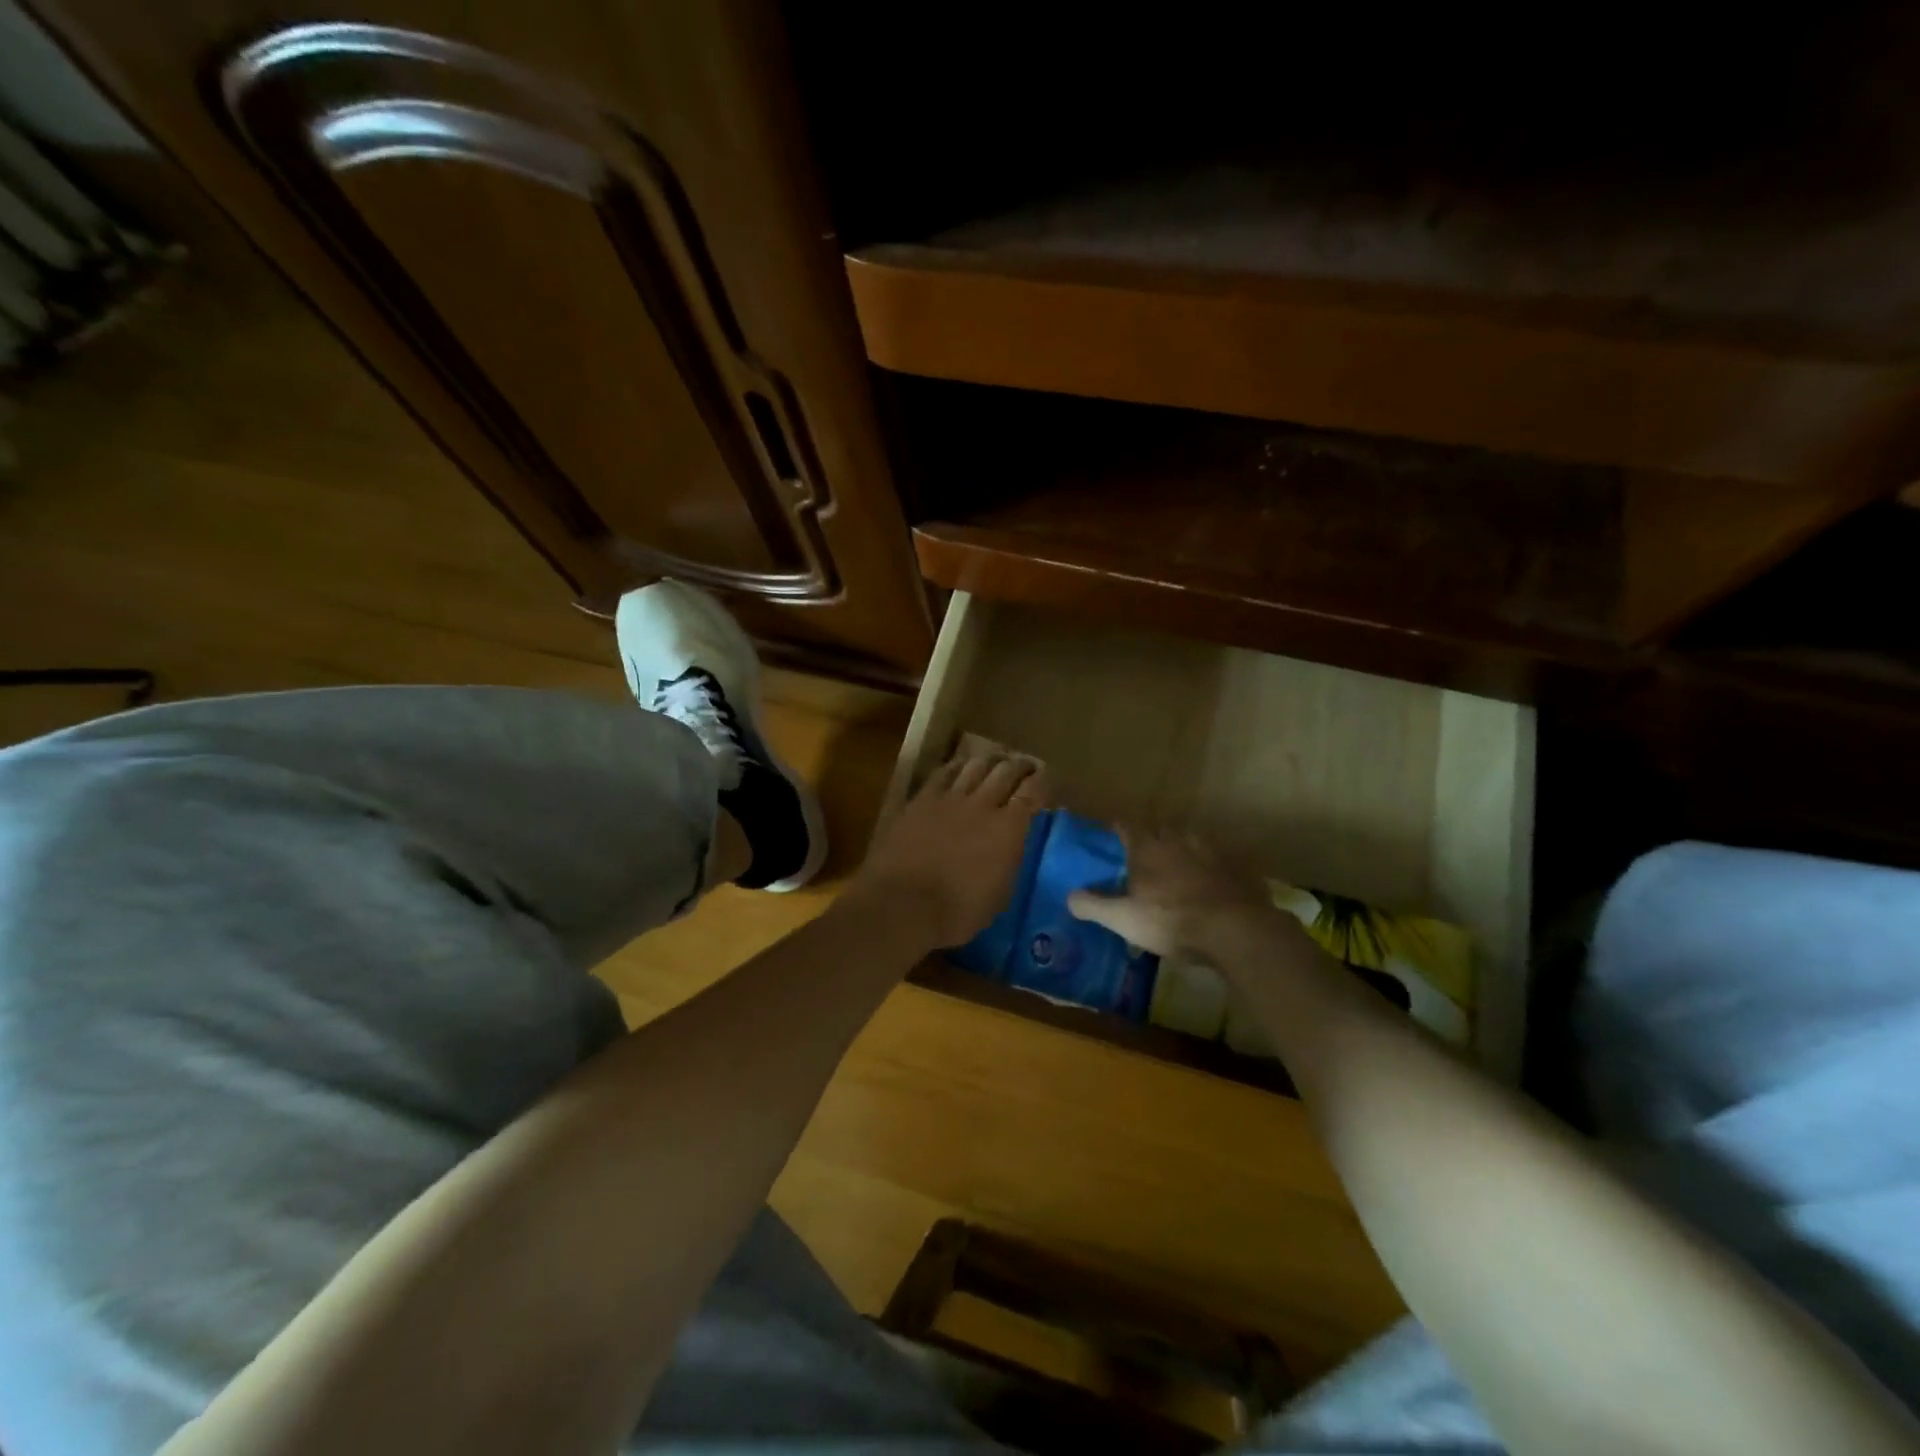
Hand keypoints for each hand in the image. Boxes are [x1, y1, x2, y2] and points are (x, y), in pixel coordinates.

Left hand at [856, 752, 1047, 949]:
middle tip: (1026, 765)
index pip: (1033, 792)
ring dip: (991, 760)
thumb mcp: (999, 895)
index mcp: (1008, 828)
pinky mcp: (922, 800)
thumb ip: (1009, 861)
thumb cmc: (956, 912)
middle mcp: (983, 804)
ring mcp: (950, 798)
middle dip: (1020, 765)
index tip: (1048, 778)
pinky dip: (957, 766)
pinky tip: (960, 766)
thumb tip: (1011, 846)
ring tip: (997, 760)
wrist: (902, 903)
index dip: (1043, 781)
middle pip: (1007, 771)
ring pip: (976, 765)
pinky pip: (943, 773)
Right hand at [1067, 826, 1277, 957]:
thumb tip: (1068, 896)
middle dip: (1152, 838)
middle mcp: (1178, 842)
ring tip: (1178, 866)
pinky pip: (1218, 861)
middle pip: (1161, 830)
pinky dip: (1210, 867)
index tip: (1112, 833)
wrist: (1233, 930)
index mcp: (1148, 849)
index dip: (1118, 829)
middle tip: (1144, 854)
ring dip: (1182, 849)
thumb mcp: (1123, 919)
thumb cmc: (1170, 921)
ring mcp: (1210, 853)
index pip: (1127, 827)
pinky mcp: (1236, 869)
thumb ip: (1093, 905)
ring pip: (1191, 841)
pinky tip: (1210, 883)